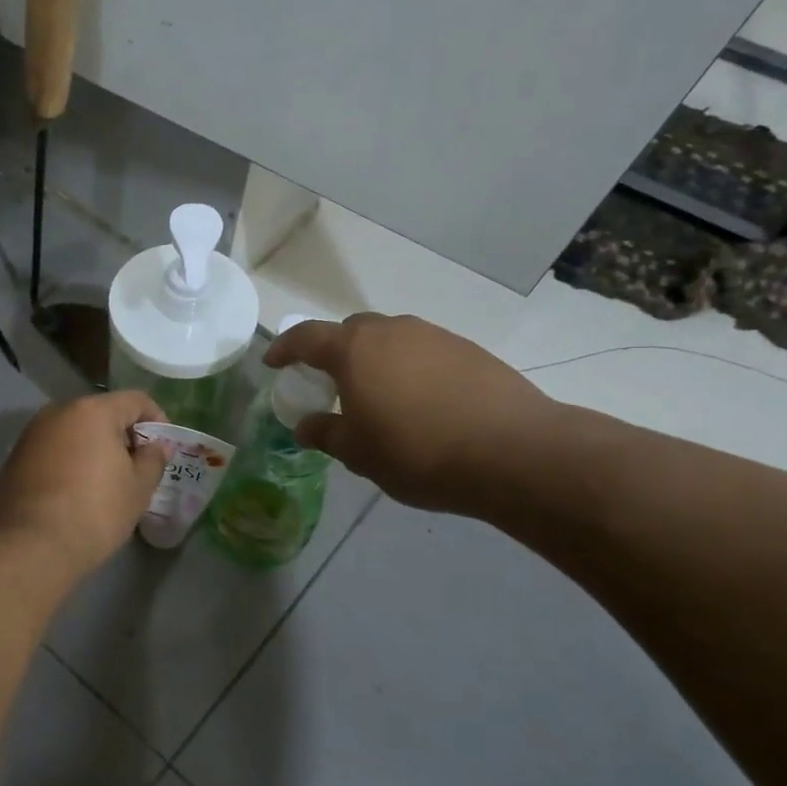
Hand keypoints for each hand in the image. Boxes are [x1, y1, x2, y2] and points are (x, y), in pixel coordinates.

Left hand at [0, 391, 169, 577]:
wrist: (28, 548)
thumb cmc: (94, 512)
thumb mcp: (138, 489)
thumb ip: (153, 460)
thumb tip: (156, 446)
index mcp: (93, 411)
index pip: (136, 400)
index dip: (157, 420)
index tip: (163, 449)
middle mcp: (59, 412)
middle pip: (103, 413)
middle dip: (124, 436)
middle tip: (138, 467)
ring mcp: (32, 434)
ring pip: (76, 431)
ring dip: (96, 449)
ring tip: (107, 483)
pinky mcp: (15, 457)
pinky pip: (54, 449)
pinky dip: (71, 461)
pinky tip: (76, 492)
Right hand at [266, 313, 560, 518]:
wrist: (513, 452)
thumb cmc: (418, 453)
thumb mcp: (360, 454)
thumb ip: (327, 434)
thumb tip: (305, 426)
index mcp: (355, 351)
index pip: (306, 338)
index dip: (285, 348)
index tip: (274, 363)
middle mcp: (392, 331)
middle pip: (351, 331)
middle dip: (334, 351)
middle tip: (331, 383)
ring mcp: (434, 336)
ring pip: (391, 339)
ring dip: (376, 359)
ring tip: (380, 396)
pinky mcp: (468, 349)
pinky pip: (423, 351)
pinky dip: (410, 368)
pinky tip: (422, 402)